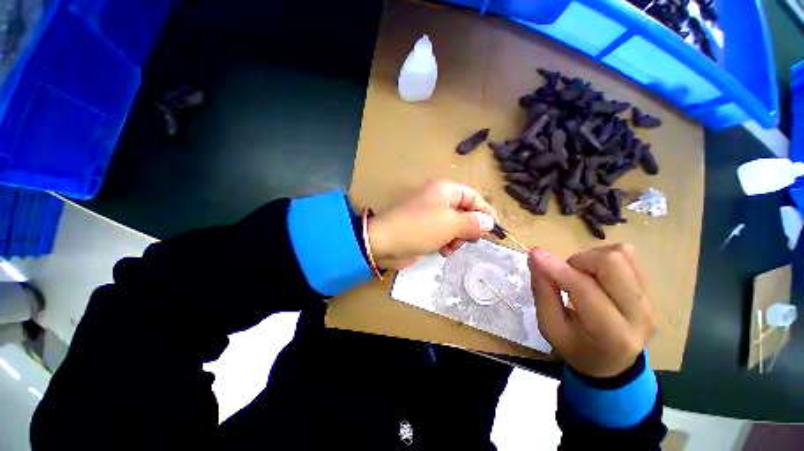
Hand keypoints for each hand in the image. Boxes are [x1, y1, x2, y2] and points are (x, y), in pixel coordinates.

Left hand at [367, 180, 497, 269]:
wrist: (385, 243)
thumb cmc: (419, 228)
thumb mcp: (450, 224)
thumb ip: (472, 222)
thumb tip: (489, 222)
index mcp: (445, 191)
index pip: (473, 197)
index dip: (484, 211)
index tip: (494, 228)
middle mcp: (438, 200)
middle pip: (464, 212)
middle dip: (468, 228)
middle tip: (468, 240)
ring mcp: (430, 215)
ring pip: (455, 226)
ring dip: (457, 238)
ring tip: (450, 247)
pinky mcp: (424, 230)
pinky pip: (444, 234)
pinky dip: (446, 242)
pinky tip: (442, 250)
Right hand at [528, 244, 656, 377]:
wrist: (612, 365)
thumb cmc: (575, 348)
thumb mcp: (550, 327)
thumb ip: (543, 291)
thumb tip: (536, 257)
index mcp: (611, 333)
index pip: (584, 288)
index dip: (557, 268)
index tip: (535, 256)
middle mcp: (639, 315)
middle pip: (612, 263)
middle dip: (579, 261)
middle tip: (566, 274)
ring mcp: (650, 302)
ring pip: (622, 255)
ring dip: (591, 259)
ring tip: (581, 277)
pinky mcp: (651, 292)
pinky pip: (629, 258)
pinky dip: (604, 259)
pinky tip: (595, 276)